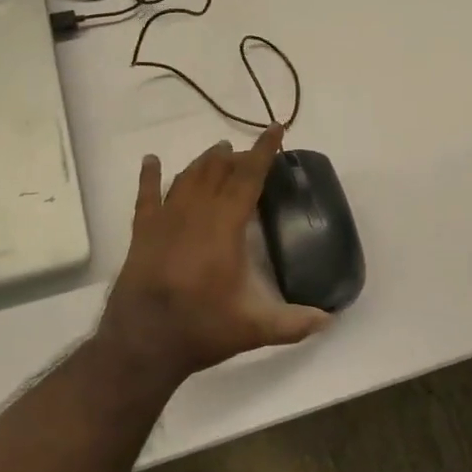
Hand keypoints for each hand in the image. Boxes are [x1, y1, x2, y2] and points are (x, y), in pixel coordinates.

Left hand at [95, 127, 329, 389]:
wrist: (142, 343)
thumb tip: (329, 320)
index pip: (249, 178)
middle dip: (237, 156)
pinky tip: (151, 160)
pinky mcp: (143, 232)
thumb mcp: (254, 328)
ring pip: (188, 177)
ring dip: (205, 161)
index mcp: (225, 226)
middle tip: (249, 151)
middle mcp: (196, 212)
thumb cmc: (201, 329)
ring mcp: (166, 219)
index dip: (264, 151)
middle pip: (218, 171)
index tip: (275, 128)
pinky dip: (150, 176)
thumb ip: (294, 323)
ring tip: (218, 151)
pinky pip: (147, 195)